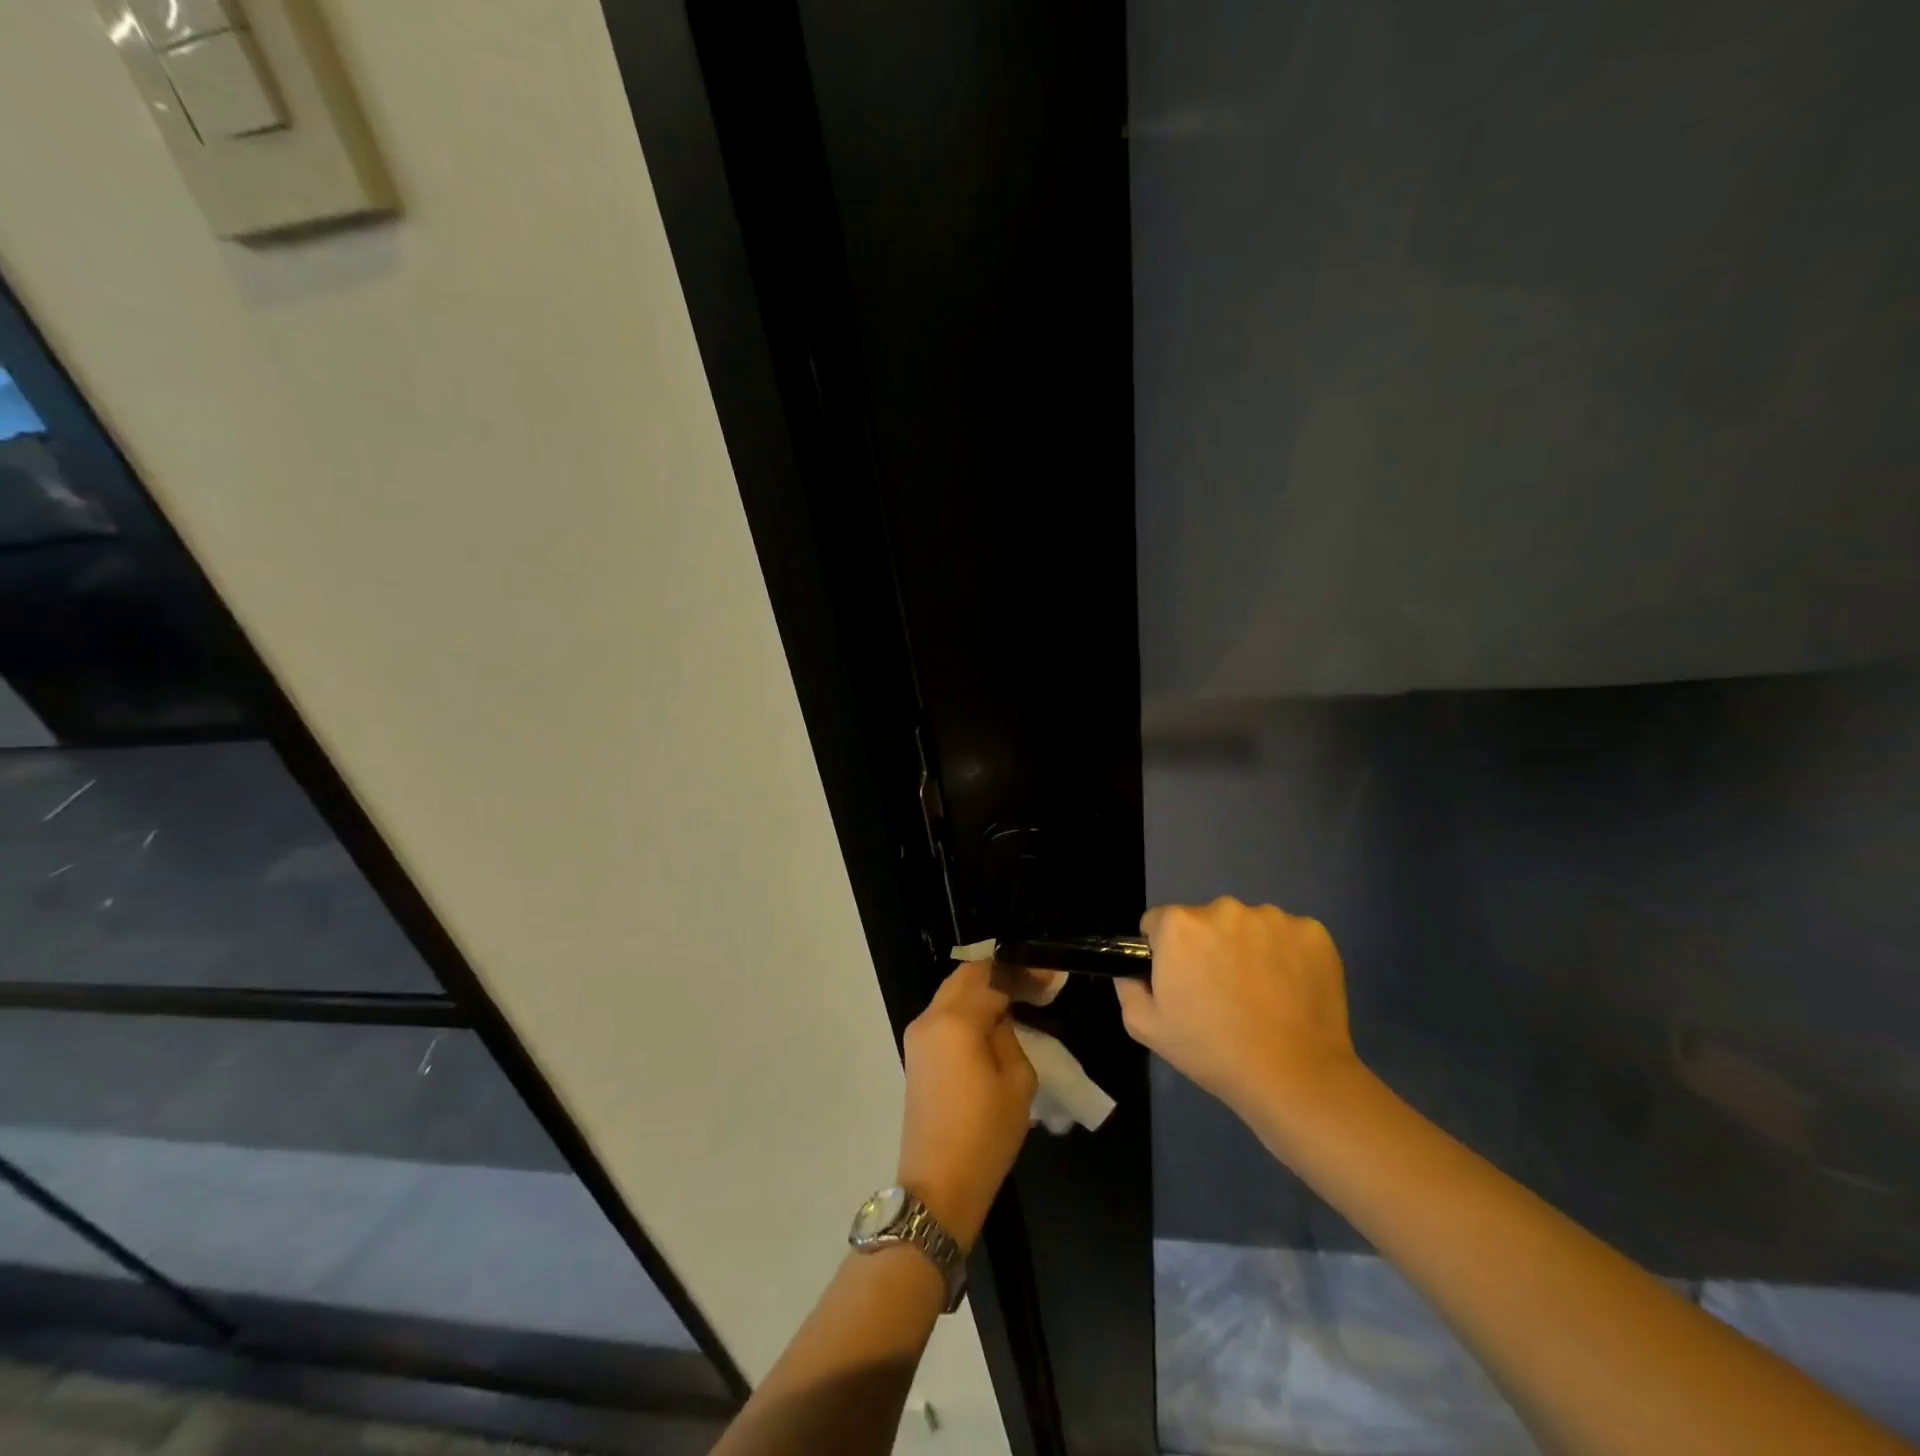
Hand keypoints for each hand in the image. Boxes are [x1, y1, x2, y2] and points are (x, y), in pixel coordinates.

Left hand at [896, 961, 1037, 1249]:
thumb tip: (1001, 1017)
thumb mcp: (1017, 1082)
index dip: (1023, 974)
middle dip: (999, 974)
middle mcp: (931, 1018)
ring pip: (952, 993)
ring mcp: (917, 1035)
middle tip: (1033, 985)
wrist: (938, 1186)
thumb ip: (1010, 1035)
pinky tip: (991, 1020)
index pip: (993, 978)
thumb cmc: (985, 1135)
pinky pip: (944, 1014)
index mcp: (957, 1020)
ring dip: (981, 989)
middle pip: (966, 977)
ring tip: (1016, 999)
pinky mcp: (915, 1053)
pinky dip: (967, 1007)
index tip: (1051, 978)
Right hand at [1113, 896, 1359, 1126]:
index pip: (1159, 923)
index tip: (1181, 981)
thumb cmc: (1211, 1050)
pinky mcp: (1313, 932)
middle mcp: (1224, 908)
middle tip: (1220, 991)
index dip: (1165, 952)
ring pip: (1248, 926)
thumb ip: (1128, 986)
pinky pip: (1288, 935)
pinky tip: (1289, 989)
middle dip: (1207, 946)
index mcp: (1179, 925)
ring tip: (1259, 993)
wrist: (1293, 1077)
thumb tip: (1133, 969)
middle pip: (1205, 920)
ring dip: (1247, 948)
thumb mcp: (1145, 1026)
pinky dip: (1286, 954)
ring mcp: (1272, 918)